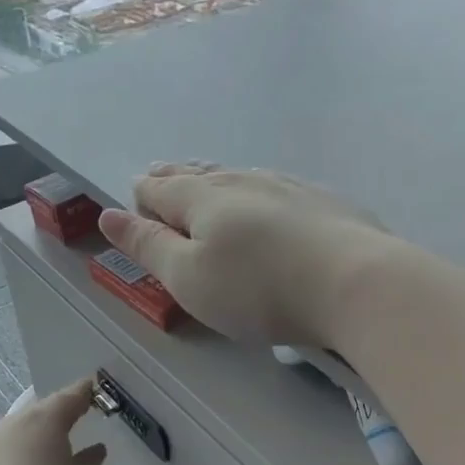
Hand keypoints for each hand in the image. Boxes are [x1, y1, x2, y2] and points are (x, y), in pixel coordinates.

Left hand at [0, 378, 107, 464]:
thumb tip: (93, 451)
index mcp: (46, 420)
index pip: (71, 396)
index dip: (85, 392)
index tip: (95, 390)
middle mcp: (14, 424)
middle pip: (40, 412)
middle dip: (57, 415)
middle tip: (74, 422)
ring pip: (18, 432)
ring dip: (34, 438)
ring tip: (49, 453)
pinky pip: (3, 454)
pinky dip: (16, 459)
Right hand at [100, 164, 389, 347]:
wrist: (356, 284)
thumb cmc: (258, 289)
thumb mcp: (188, 278)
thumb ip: (147, 246)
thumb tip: (108, 215)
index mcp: (203, 198)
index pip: (159, 188)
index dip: (142, 196)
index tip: (135, 201)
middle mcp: (243, 180)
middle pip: (198, 175)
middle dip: (174, 179)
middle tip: (159, 178)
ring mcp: (289, 187)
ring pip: (239, 177)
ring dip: (215, 182)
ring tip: (204, 183)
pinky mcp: (325, 203)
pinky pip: (275, 190)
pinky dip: (255, 194)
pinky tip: (265, 203)